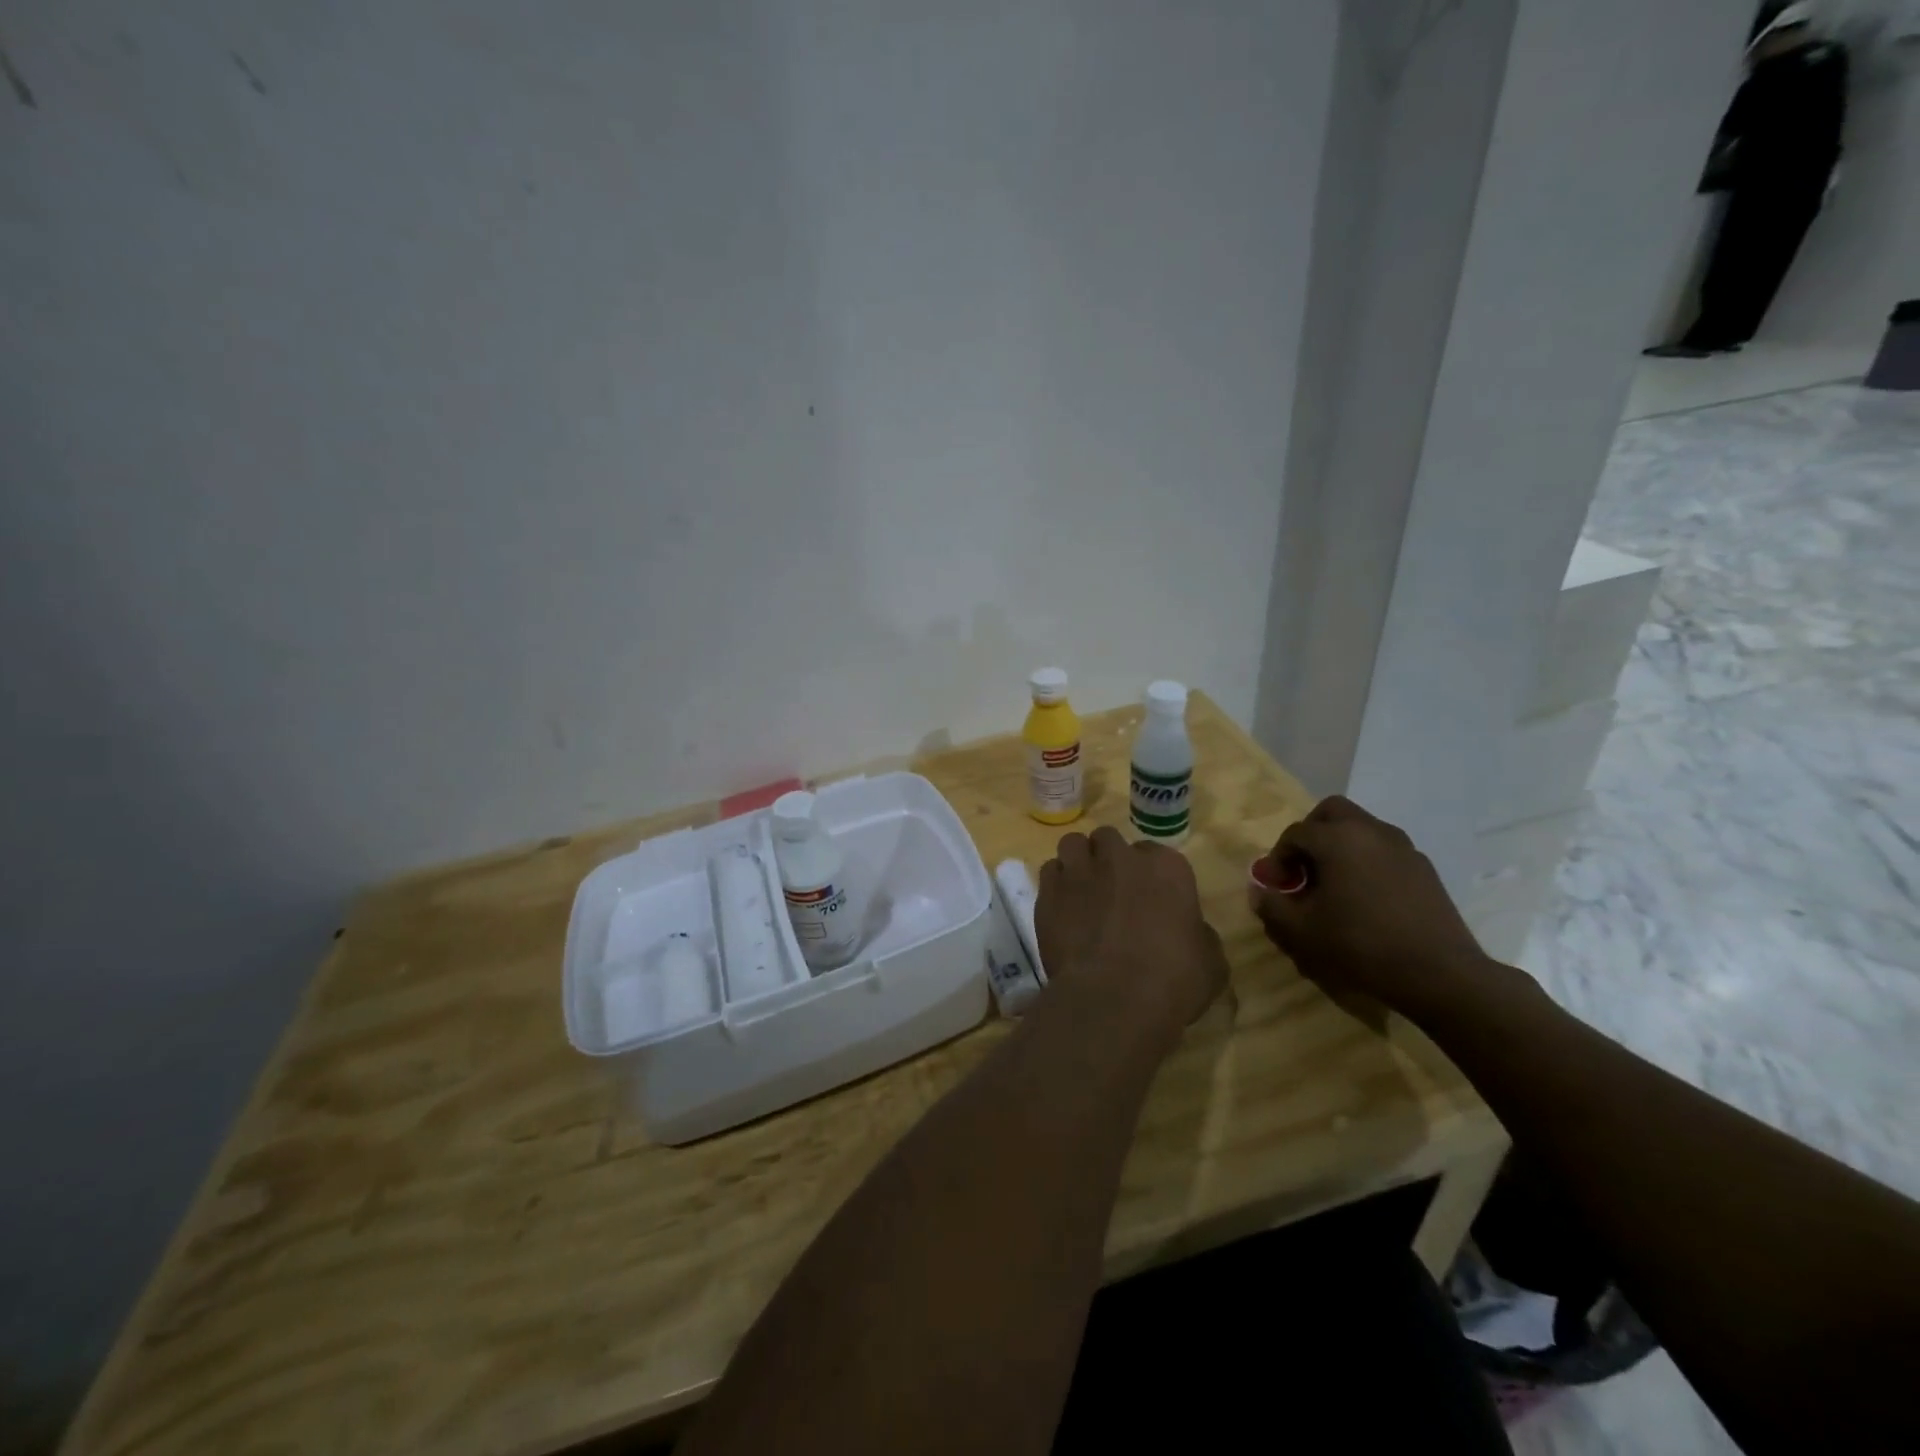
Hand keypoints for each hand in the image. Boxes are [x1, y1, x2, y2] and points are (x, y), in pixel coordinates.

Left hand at [1036, 826, 1227, 1038]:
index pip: (1155, 854)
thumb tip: (1191, 932)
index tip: (1148, 899)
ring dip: (1079, 861)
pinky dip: (1055, 884)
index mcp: (1167, 867)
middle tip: (1112, 892)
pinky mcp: (1049, 891)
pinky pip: (1050, 872)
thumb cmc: (1173, 980)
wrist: (1114, 998)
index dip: (1149, 876)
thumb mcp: (1211, 962)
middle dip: (1110, 859)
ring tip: (1081, 890)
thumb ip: (1199, 935)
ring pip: (1074, 844)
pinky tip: (1061, 907)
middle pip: (1110, 840)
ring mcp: (1080, 870)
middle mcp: (1120, 858)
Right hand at [1253, 796, 1493, 1022]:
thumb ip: (1272, 906)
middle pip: (1331, 812)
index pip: (1295, 833)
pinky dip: (1366, 861)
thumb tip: (1259, 891)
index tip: (1275, 886)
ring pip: (1361, 829)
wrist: (1439, 973)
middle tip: (1302, 868)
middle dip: (1310, 834)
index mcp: (1337, 839)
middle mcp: (1370, 831)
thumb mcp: (1301, 932)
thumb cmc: (1361, 945)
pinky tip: (1366, 898)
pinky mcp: (1424, 868)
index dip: (1277, 858)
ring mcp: (1403, 847)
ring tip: (1333, 885)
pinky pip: (1384, 850)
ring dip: (1340, 846)